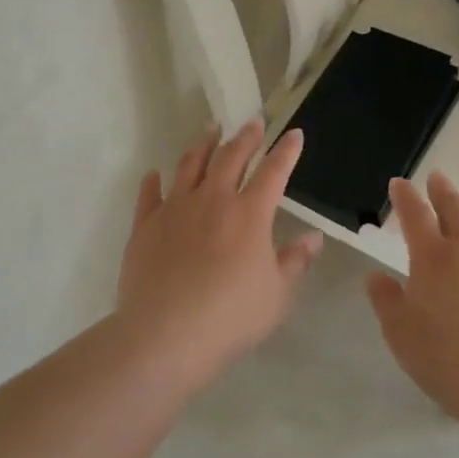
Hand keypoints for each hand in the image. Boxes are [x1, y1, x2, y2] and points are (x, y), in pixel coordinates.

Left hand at [116, 119, 323, 379]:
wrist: (166, 335)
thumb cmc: (231, 317)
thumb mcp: (277, 295)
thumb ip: (295, 262)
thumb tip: (313, 238)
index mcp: (249, 214)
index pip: (273, 172)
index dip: (286, 151)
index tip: (294, 134)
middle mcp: (213, 200)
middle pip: (230, 157)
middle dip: (246, 137)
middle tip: (253, 122)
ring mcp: (175, 209)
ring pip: (190, 165)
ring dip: (203, 144)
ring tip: (210, 129)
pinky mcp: (145, 226)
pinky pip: (149, 195)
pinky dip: (153, 182)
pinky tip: (154, 173)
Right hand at [365, 172, 458, 420]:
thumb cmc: (443, 355)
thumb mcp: (399, 331)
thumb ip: (386, 300)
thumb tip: (375, 276)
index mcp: (432, 256)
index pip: (415, 214)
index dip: (405, 196)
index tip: (399, 183)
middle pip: (454, 207)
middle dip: (442, 189)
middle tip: (437, 176)